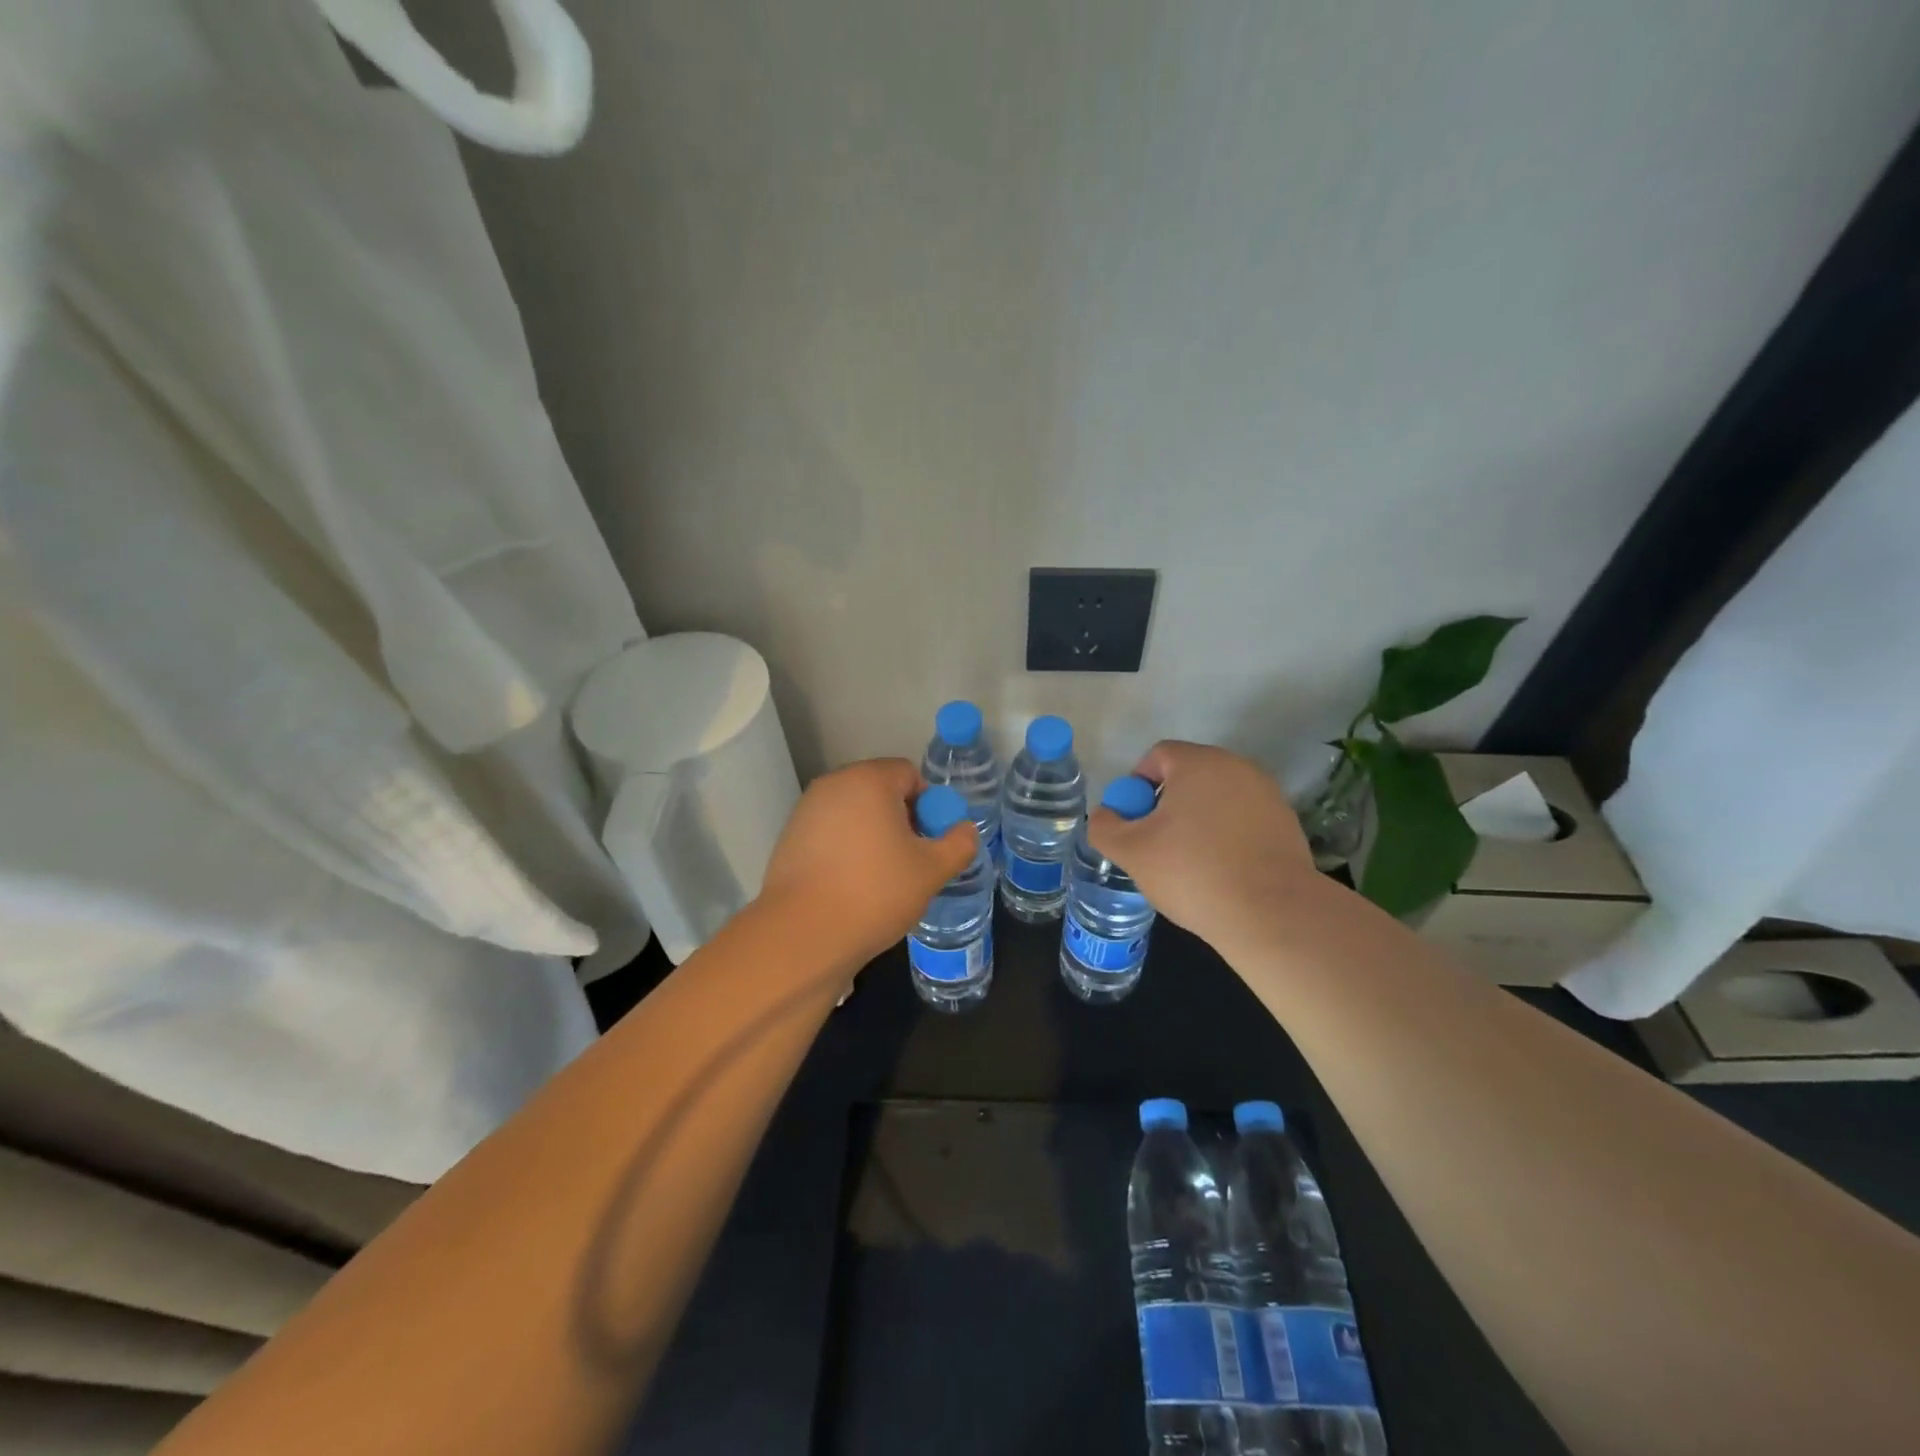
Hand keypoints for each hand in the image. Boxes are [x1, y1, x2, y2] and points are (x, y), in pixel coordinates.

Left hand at [758, 758, 977, 969]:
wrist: (803, 934)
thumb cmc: (875, 892)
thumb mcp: (932, 870)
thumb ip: (958, 844)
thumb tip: (965, 830)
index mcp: (869, 780)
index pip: (909, 774)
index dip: (928, 804)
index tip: (930, 841)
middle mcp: (833, 784)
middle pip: (879, 791)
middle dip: (901, 819)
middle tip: (911, 860)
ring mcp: (806, 811)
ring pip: (854, 813)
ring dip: (873, 835)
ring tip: (882, 877)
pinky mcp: (789, 838)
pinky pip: (830, 833)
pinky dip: (846, 849)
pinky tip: (851, 885)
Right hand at [1087, 741, 1320, 946]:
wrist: (1272, 913)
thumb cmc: (1193, 872)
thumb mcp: (1131, 852)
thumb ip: (1104, 826)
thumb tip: (1105, 815)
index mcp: (1198, 763)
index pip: (1157, 756)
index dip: (1136, 786)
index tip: (1134, 823)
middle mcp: (1236, 767)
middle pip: (1188, 776)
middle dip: (1166, 805)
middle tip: (1155, 844)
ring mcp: (1266, 794)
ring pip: (1216, 799)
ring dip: (1197, 821)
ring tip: (1189, 863)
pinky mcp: (1286, 823)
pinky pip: (1242, 820)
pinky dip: (1226, 837)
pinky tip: (1221, 872)